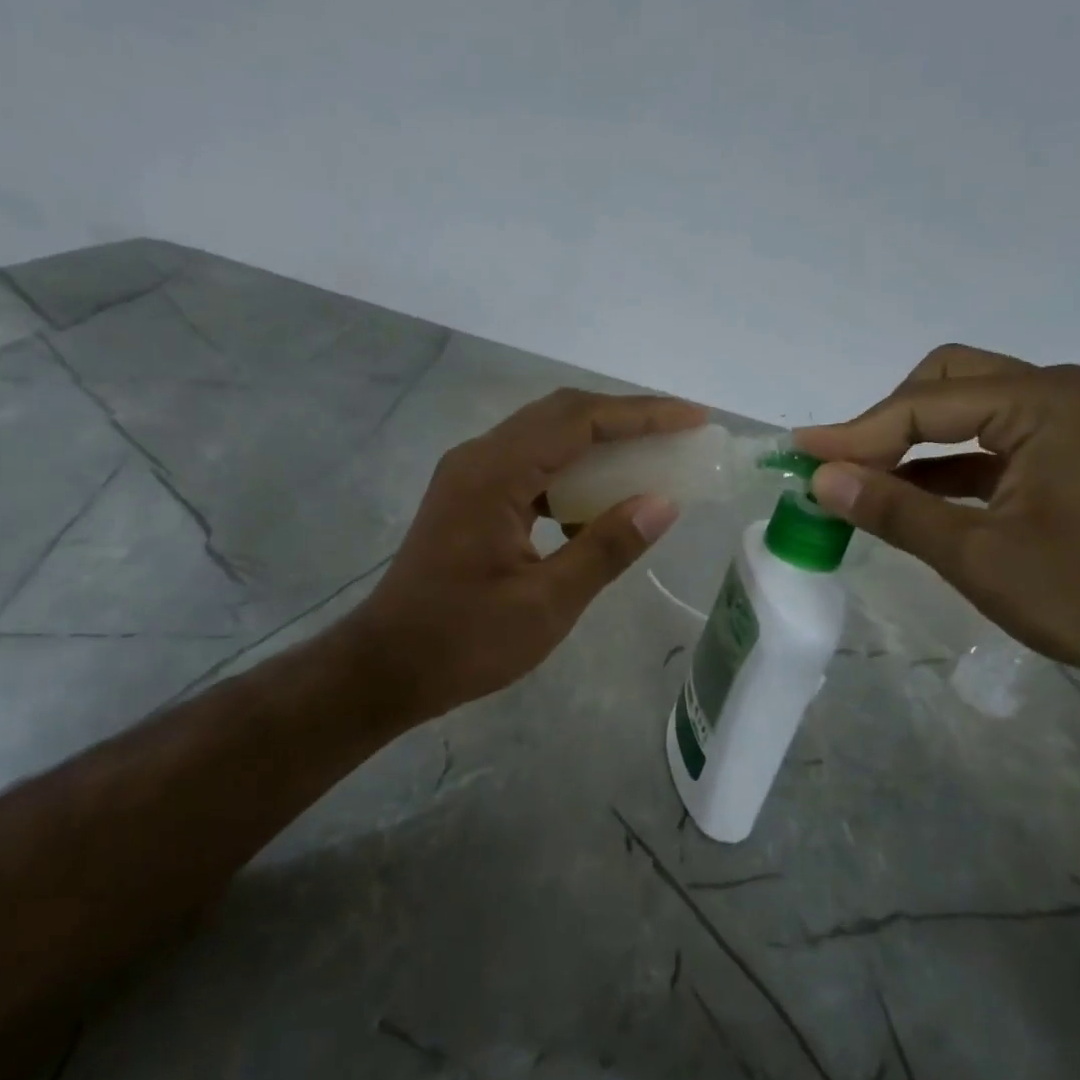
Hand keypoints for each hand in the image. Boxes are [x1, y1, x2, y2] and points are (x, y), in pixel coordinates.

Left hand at [348, 388, 702, 722]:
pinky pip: (528, 464)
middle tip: (678, 433)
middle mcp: (478, 458)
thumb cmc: (464, 641)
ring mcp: (468, 475)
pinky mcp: (468, 496)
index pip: (579, 420)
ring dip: (597, 441)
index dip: (641, 415)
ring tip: (649, 459)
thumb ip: (606, 547)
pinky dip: (570, 470)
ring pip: (544, 435)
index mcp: (494, 474)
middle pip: (561, 414)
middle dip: (624, 418)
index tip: (692, 419)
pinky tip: (597, 502)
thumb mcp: (547, 603)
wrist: (387, 665)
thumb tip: (663, 502)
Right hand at [795, 345, 1079, 700]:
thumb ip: (892, 508)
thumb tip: (819, 478)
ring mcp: (1076, 422)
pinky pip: (994, 441)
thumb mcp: (975, 554)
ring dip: (914, 442)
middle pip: (948, 382)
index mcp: (1047, 403)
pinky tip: (912, 495)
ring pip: (970, 409)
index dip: (856, 431)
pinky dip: (948, 463)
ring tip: (864, 481)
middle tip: (842, 465)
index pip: (925, 404)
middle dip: (887, 421)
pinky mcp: (1076, 454)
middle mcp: (1064, 394)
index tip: (800, 453)